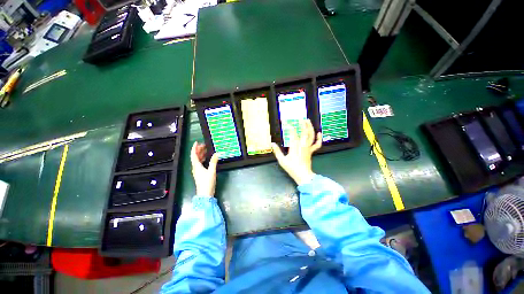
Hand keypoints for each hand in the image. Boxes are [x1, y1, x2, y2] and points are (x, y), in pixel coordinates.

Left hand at [190, 142, 218, 196]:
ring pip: (198, 160)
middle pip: (195, 157)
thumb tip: (217, 153)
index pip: (194, 155)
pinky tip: (207, 159)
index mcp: (196, 166)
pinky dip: (203, 159)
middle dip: (199, 150)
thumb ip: (214, 162)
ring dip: (201, 155)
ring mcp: (197, 171)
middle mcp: (195, 168)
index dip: (194, 148)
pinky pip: (200, 164)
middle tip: (204, 145)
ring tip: (206, 150)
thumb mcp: (211, 171)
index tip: (197, 142)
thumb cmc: (207, 182)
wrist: (205, 194)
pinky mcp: (200, 174)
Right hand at [272, 119, 321, 184]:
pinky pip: (317, 144)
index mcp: (295, 146)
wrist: (303, 175)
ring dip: (310, 127)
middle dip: (303, 124)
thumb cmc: (292, 168)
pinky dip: (319, 138)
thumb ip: (277, 151)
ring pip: (311, 135)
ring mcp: (308, 147)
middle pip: (304, 131)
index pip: (293, 133)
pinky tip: (319, 133)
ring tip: (308, 121)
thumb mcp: (282, 160)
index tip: (286, 122)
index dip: (289, 126)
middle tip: (300, 118)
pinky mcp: (311, 151)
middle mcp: (302, 144)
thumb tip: (272, 144)